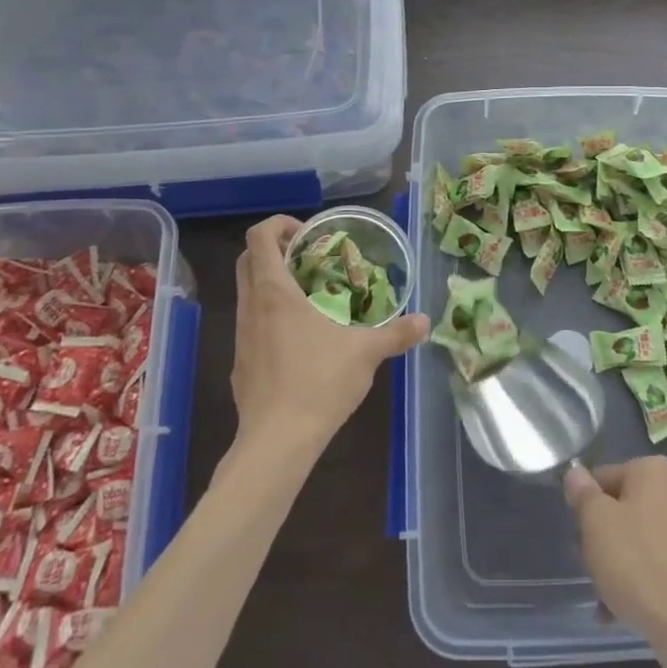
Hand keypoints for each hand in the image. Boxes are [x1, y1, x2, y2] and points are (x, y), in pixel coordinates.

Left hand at [231, 215, 427, 460]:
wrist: (276, 442)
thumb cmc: (318, 383)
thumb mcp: (366, 353)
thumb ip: (396, 333)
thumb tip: (426, 322)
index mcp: (274, 292)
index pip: (258, 237)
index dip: (279, 224)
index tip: (308, 235)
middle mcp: (251, 307)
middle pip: (248, 260)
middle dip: (275, 250)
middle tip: (311, 259)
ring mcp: (241, 336)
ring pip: (247, 293)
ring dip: (273, 284)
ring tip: (312, 297)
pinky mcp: (240, 364)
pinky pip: (251, 324)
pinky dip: (271, 316)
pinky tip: (301, 340)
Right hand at [564, 455, 666, 667]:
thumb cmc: (635, 561)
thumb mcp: (595, 521)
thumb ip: (583, 493)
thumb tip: (576, 474)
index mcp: (651, 471)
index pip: (602, 478)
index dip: (585, 506)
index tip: (579, 535)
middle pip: (619, 509)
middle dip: (600, 538)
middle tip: (589, 564)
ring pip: (634, 539)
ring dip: (613, 564)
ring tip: (602, 597)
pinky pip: (652, 564)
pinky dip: (634, 581)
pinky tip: (617, 611)